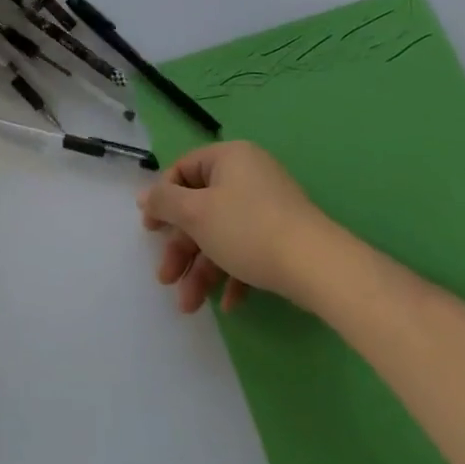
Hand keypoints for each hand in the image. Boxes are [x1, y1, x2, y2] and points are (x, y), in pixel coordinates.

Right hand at [137, 141, 340, 313]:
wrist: (319, 267)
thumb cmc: (248, 229)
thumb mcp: (195, 213)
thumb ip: (164, 202)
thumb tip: (144, 196)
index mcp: (228, 158)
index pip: (182, 170)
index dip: (162, 201)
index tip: (150, 231)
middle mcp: (248, 176)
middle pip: (200, 209)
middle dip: (181, 249)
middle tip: (165, 277)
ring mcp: (268, 207)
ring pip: (221, 235)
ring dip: (202, 269)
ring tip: (189, 305)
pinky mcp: (283, 237)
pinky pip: (247, 249)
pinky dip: (232, 273)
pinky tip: (227, 304)